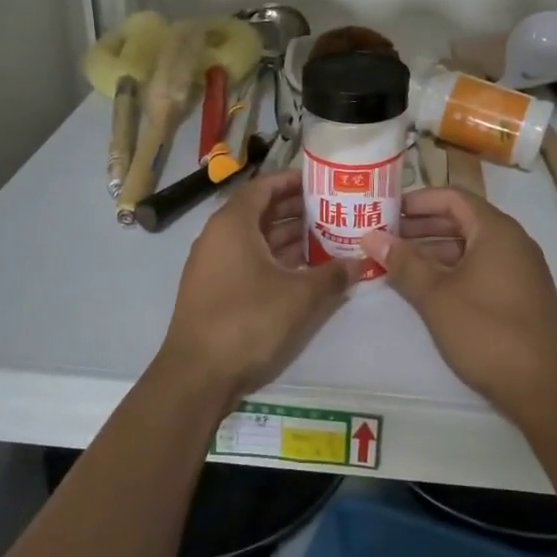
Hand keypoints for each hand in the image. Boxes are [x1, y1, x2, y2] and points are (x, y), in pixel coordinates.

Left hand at [157, 169, 355, 401]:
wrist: (197, 375)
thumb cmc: (248, 321)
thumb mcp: (299, 297)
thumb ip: (332, 275)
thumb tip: (359, 263)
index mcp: (233, 223)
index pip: (264, 186)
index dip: (293, 181)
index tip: (323, 183)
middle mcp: (218, 236)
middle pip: (260, 211)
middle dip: (296, 210)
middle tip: (332, 211)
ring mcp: (213, 264)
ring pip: (255, 239)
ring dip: (287, 237)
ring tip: (326, 238)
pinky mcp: (214, 289)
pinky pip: (247, 261)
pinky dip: (274, 259)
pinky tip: (303, 271)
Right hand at [363, 188, 556, 430]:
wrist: (544, 389)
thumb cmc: (487, 332)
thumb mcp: (436, 296)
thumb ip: (403, 263)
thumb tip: (370, 236)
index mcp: (497, 230)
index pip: (453, 197)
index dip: (418, 200)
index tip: (386, 210)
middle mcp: (513, 242)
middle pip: (462, 219)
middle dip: (422, 226)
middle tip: (385, 236)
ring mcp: (521, 269)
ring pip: (471, 246)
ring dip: (435, 250)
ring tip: (398, 263)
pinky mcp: (522, 295)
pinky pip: (482, 267)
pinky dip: (453, 269)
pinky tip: (428, 287)